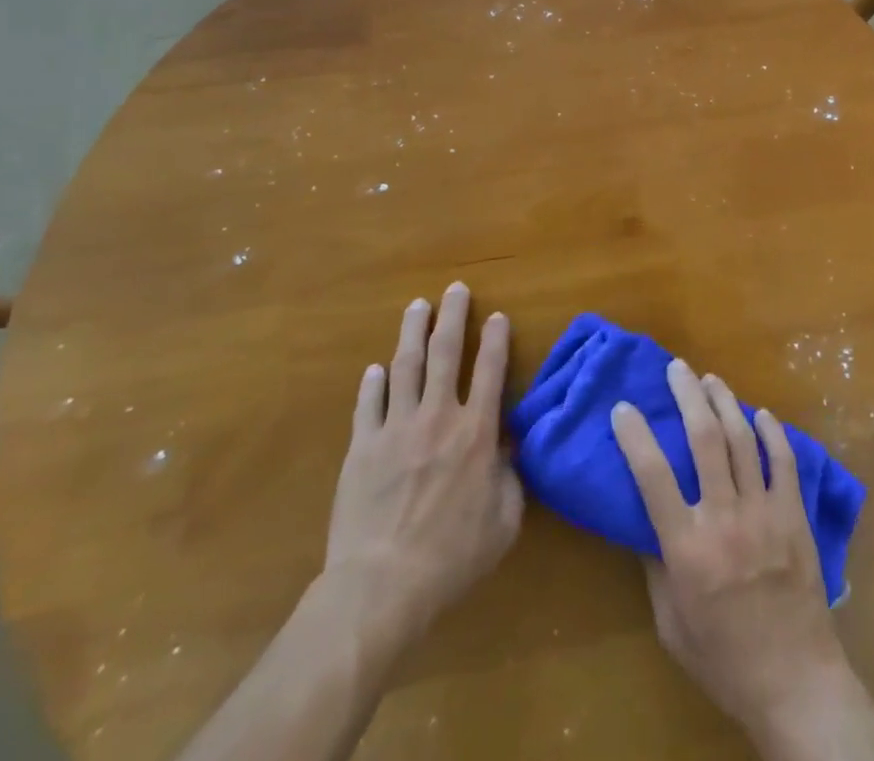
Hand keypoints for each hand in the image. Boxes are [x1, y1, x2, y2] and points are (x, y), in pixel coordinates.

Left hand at [324, 282, 522, 634]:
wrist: (382, 586)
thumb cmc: (452, 557)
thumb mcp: (504, 522)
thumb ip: (511, 478)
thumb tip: (509, 448)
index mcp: (476, 432)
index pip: (490, 370)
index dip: (495, 338)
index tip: (496, 315)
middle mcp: (438, 417)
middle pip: (446, 353)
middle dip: (453, 316)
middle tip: (455, 289)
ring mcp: (396, 428)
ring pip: (406, 366)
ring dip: (413, 332)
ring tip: (418, 306)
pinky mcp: (362, 447)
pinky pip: (368, 404)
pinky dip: (373, 382)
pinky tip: (376, 368)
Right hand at [612, 360, 856, 746]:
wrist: (794, 680)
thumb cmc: (722, 657)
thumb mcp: (671, 622)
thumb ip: (655, 566)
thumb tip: (643, 519)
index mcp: (686, 548)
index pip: (652, 476)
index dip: (635, 436)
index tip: (623, 407)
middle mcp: (724, 518)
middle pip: (704, 439)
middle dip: (687, 396)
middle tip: (676, 368)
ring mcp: (763, 512)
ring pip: (742, 439)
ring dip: (725, 402)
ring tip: (711, 380)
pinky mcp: (794, 515)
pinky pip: (783, 461)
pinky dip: (771, 432)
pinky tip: (760, 414)